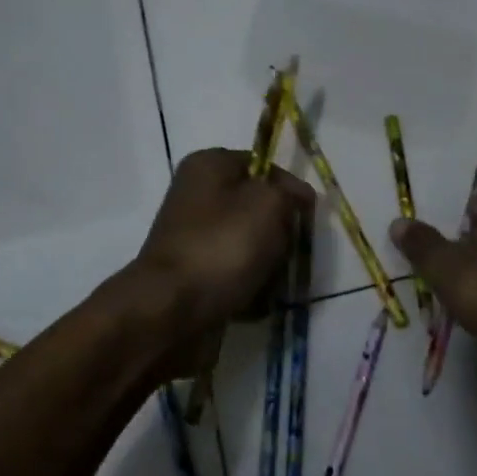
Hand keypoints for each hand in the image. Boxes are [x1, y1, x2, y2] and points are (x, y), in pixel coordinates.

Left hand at [109, 149, 313, 372]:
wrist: (171, 310)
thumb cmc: (222, 246)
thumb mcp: (269, 204)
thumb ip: (289, 193)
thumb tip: (295, 198)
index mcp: (209, 164)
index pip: (265, 167)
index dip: (290, 190)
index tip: (306, 217)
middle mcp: (197, 194)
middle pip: (259, 207)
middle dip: (278, 233)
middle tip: (281, 253)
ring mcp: (194, 236)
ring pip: (251, 243)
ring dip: (267, 264)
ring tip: (266, 282)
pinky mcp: (194, 272)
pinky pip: (235, 273)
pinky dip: (248, 286)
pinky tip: (252, 301)